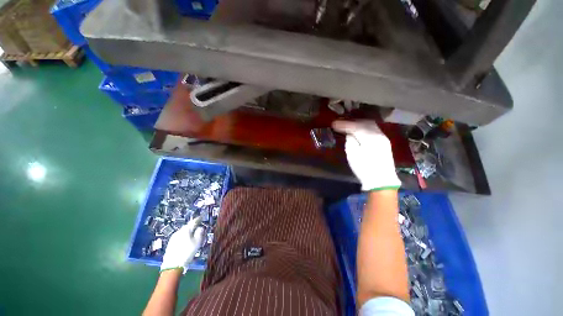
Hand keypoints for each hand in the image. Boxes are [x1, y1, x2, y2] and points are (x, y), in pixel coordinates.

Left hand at [160, 217, 204, 273]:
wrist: (172, 265)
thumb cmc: (187, 252)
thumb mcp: (197, 242)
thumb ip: (200, 233)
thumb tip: (200, 228)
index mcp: (186, 230)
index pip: (193, 222)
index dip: (198, 219)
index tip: (201, 217)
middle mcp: (179, 231)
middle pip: (187, 226)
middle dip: (192, 226)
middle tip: (198, 226)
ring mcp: (173, 237)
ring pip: (183, 231)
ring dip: (188, 231)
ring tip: (192, 234)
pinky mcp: (170, 243)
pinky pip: (179, 236)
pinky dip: (184, 236)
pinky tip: (185, 241)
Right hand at [332, 120, 400, 190]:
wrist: (382, 181)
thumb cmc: (364, 169)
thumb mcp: (353, 155)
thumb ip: (350, 141)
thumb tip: (350, 134)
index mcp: (370, 138)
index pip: (355, 127)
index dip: (343, 124)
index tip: (333, 124)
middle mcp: (379, 134)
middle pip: (364, 122)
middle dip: (352, 122)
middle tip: (340, 124)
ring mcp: (383, 138)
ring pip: (370, 125)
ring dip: (358, 124)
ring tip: (348, 126)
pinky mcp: (384, 142)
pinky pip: (373, 130)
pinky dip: (364, 128)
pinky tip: (358, 131)